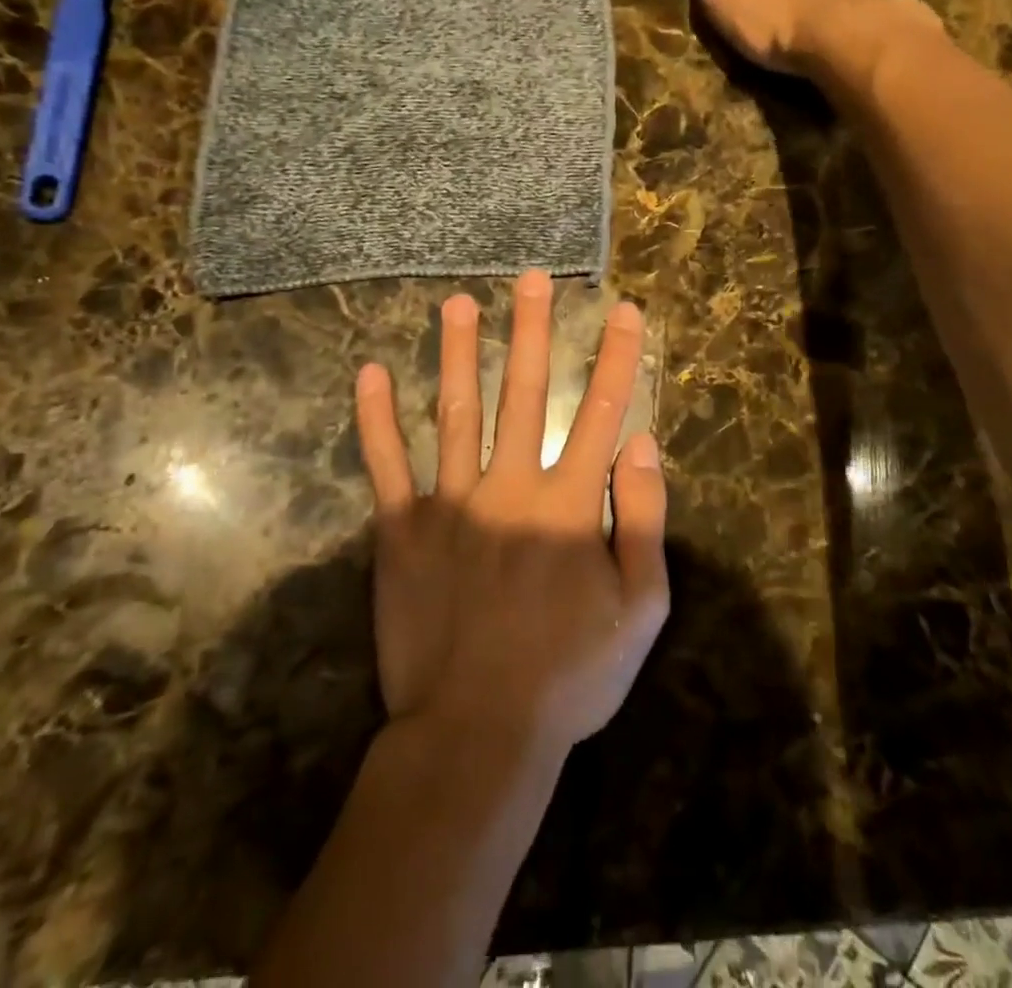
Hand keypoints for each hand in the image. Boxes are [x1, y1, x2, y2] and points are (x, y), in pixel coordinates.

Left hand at [354, 271, 669, 754]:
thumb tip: (644, 443)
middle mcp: (510, 486)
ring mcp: (451, 503)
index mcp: (568, 504)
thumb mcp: (640, 607)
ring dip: (457, 353)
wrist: (477, 732)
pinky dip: (376, 419)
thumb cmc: (571, 675)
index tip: (626, 311)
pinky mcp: (402, 530)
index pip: (603, 413)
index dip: (619, 358)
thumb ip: (644, 520)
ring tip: (456, 303)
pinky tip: (368, 372)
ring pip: (456, 412)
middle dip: (532, 331)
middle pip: (525, 393)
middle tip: (531, 279)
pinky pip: (387, 465)